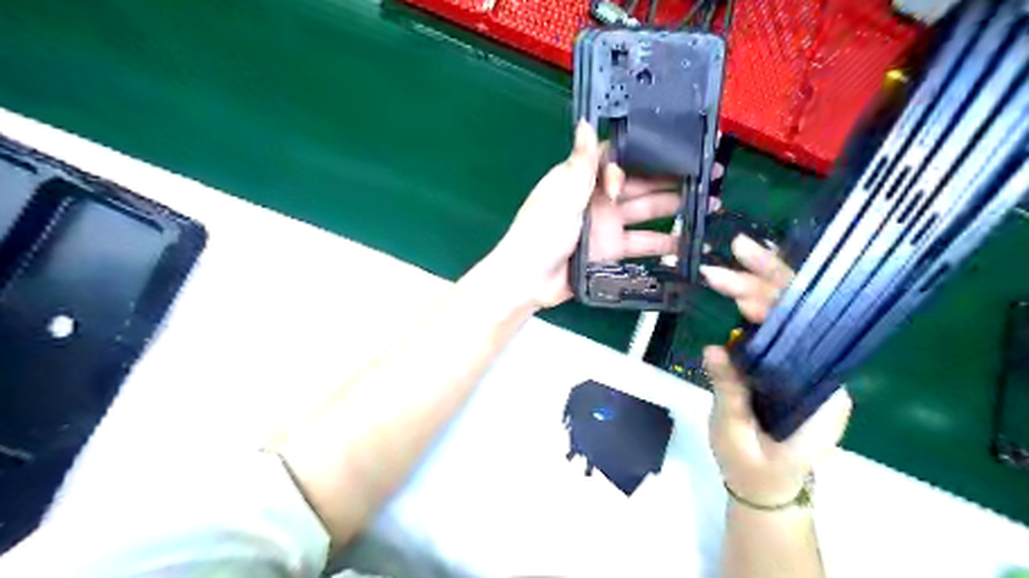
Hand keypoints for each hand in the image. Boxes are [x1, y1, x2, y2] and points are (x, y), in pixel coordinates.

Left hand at [485, 119, 699, 308]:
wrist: (528, 280)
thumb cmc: (541, 231)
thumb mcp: (562, 193)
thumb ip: (581, 163)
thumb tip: (585, 120)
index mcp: (583, 179)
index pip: (620, 158)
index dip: (647, 153)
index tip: (678, 149)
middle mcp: (598, 199)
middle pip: (639, 184)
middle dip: (672, 179)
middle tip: (709, 175)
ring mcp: (606, 226)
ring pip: (646, 212)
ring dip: (675, 209)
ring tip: (709, 205)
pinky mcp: (610, 251)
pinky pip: (641, 244)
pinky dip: (662, 244)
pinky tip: (688, 241)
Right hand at [700, 236, 851, 504]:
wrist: (764, 484)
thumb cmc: (757, 467)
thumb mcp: (736, 434)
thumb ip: (730, 392)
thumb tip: (714, 348)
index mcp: (819, 388)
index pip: (806, 330)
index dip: (778, 305)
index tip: (743, 290)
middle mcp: (817, 367)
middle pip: (798, 313)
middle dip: (765, 281)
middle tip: (734, 252)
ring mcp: (799, 361)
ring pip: (786, 313)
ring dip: (758, 283)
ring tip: (730, 261)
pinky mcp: (780, 362)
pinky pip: (772, 324)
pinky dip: (755, 299)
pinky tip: (740, 282)